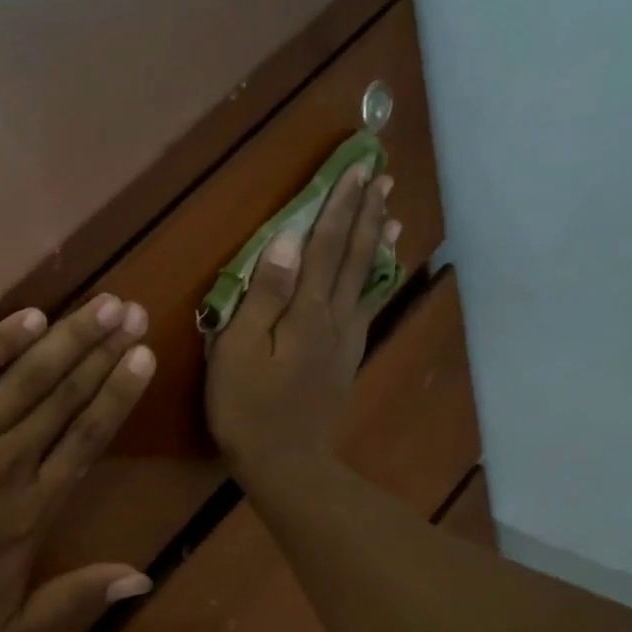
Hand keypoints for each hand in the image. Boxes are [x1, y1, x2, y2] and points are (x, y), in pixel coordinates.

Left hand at [0, 294, 156, 631]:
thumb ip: (77, 598)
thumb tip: (143, 578)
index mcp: (34, 508)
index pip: (88, 436)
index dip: (118, 393)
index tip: (143, 356)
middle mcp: (9, 460)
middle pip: (65, 396)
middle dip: (102, 350)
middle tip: (131, 312)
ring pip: (28, 376)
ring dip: (68, 337)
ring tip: (102, 304)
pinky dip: (1, 341)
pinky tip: (31, 317)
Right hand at [205, 164, 398, 481]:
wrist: (285, 463)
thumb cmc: (248, 408)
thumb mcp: (240, 351)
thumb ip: (263, 296)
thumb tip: (285, 242)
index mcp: (306, 311)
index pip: (325, 246)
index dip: (339, 206)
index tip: (356, 168)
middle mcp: (334, 318)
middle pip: (353, 257)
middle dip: (365, 213)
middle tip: (381, 175)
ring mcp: (345, 340)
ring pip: (367, 280)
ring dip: (377, 242)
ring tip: (391, 212)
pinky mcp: (345, 360)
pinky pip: (367, 308)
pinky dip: (377, 281)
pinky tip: (381, 273)